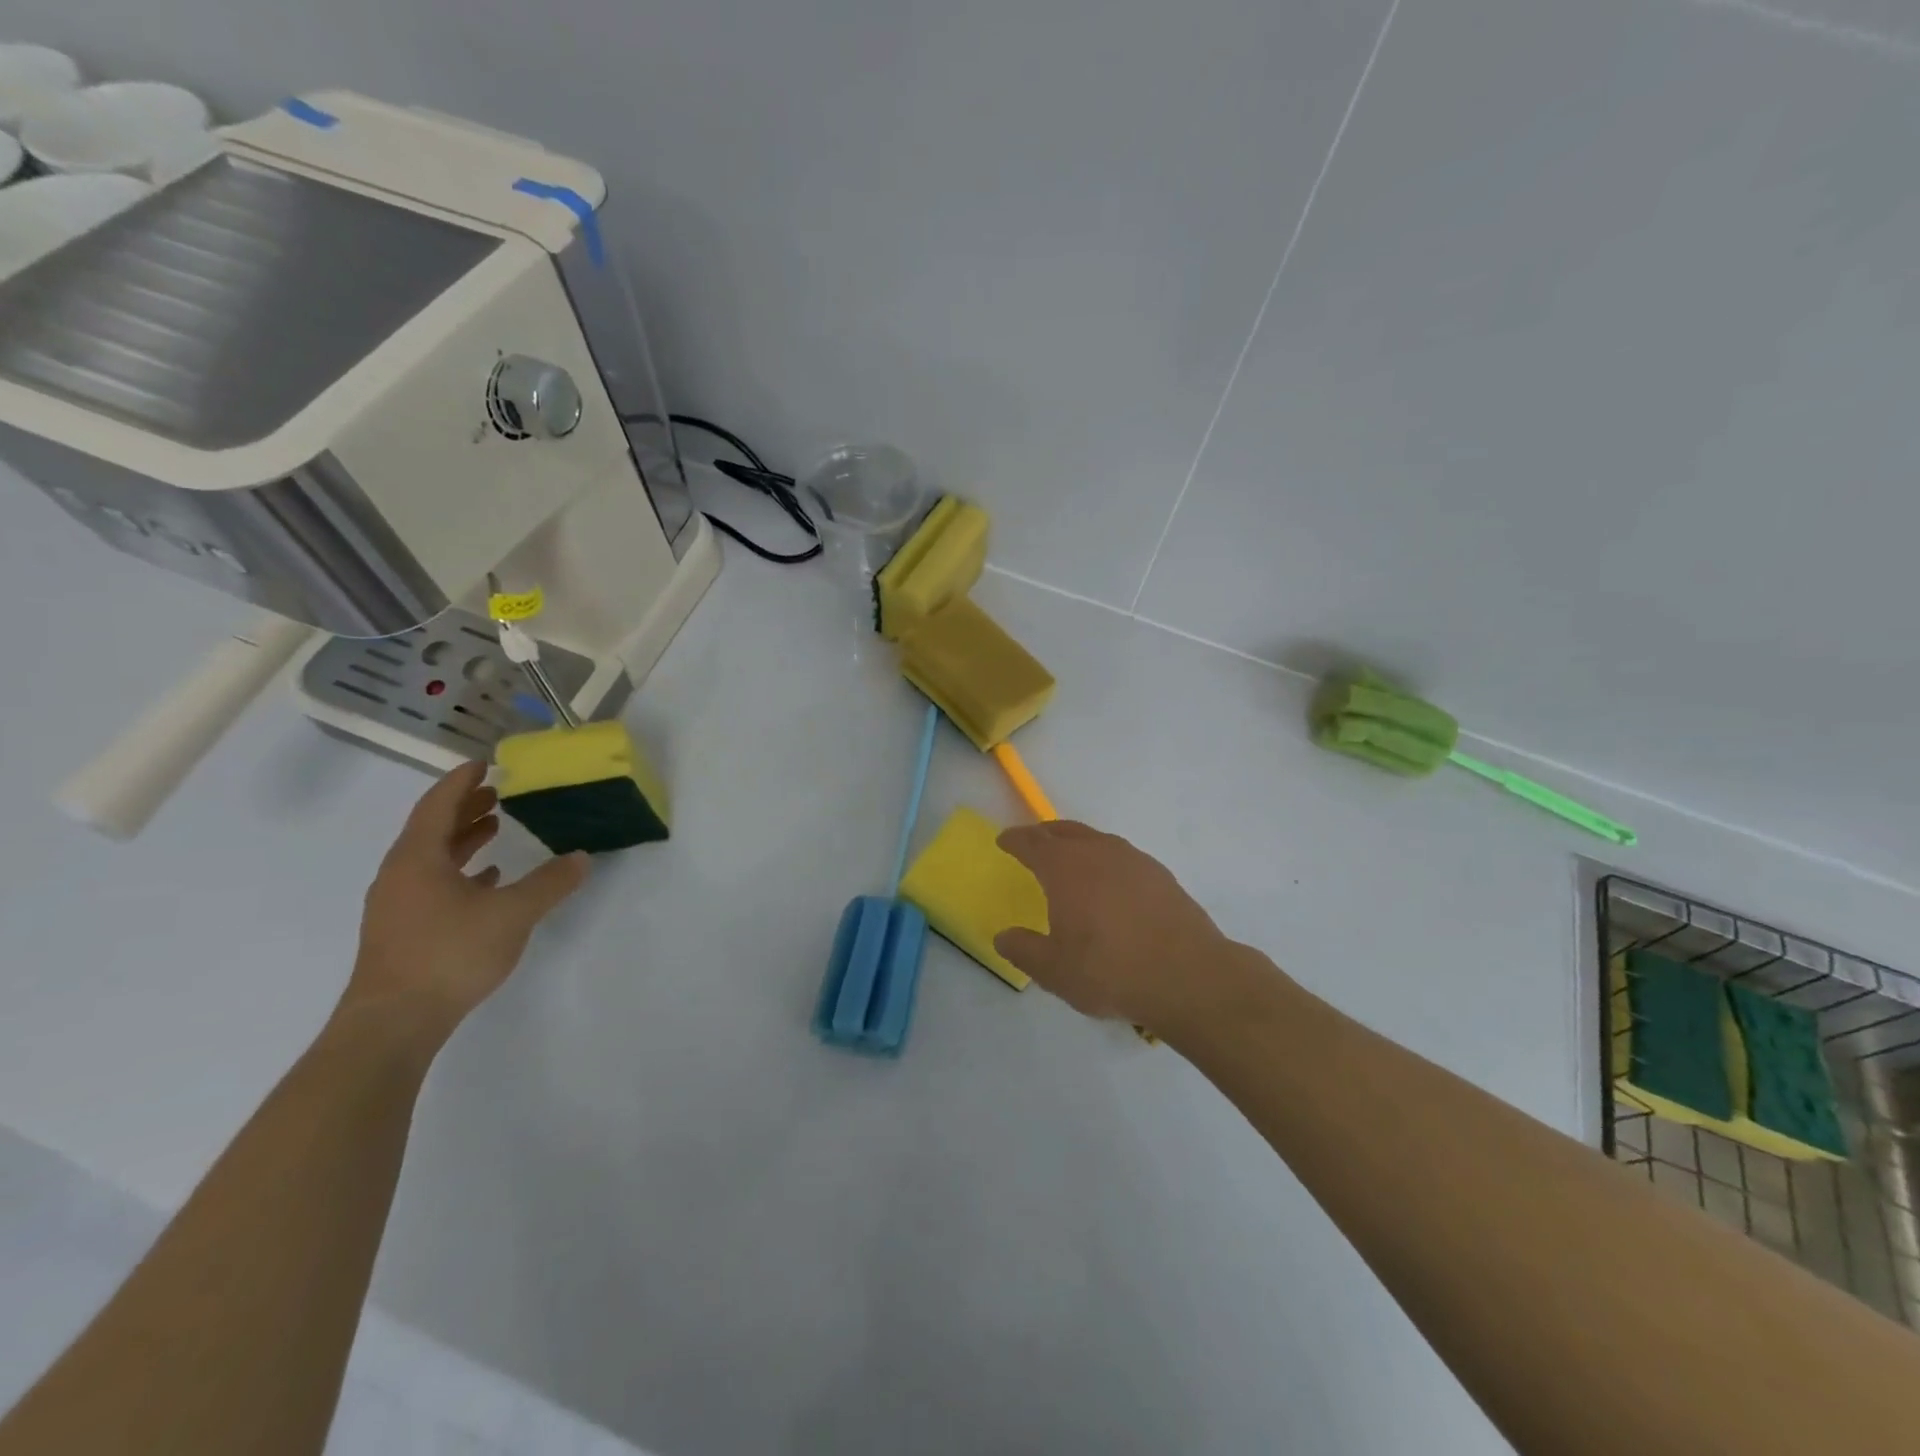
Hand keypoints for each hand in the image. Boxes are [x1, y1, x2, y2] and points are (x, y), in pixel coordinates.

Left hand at [341, 761, 589, 1045]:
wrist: (393, 1023)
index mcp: (418, 859)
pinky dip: (460, 872)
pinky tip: (488, 880)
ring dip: (463, 839)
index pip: (437, 805)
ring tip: (496, 828)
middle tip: (497, 792)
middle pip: (432, 828)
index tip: (484, 763)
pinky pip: (433, 885)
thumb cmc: (449, 954)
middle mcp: (400, 875)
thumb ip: (550, 883)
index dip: (461, 782)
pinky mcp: (404, 931)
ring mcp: (398, 905)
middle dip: (465, 807)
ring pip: (432, 858)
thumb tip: (582, 857)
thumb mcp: (513, 914)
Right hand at [993, 821, 1249, 1035]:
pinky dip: (1106, 861)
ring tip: (1071, 861)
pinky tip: (1111, 884)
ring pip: (1096, 840)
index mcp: (1065, 867)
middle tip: (1033, 842)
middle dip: (1044, 834)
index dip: (1015, 840)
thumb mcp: (1054, 970)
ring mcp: (1133, 859)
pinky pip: (1122, 857)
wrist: (1188, 975)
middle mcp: (1098, 852)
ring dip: (1077, 843)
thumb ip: (1023, 950)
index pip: (1032, 843)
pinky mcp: (1160, 875)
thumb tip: (1003, 936)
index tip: (1003, 840)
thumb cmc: (1110, 970)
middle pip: (1064, 831)